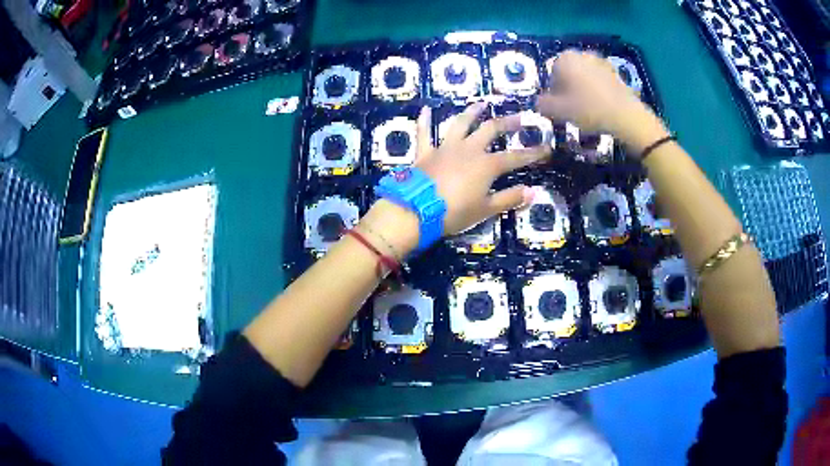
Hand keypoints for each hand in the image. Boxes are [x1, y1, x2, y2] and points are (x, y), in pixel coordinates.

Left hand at [416, 103, 549, 236]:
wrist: (416, 211)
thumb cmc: (454, 212)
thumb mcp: (486, 209)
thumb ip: (510, 198)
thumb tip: (534, 191)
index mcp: (486, 165)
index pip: (515, 157)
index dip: (532, 153)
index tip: (547, 148)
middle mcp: (468, 149)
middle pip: (490, 130)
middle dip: (507, 122)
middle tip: (519, 116)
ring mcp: (445, 148)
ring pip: (460, 124)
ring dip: (471, 112)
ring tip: (481, 104)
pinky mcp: (425, 152)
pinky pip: (424, 133)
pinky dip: (424, 121)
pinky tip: (426, 109)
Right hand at [536, 50, 668, 154]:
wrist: (626, 115)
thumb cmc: (589, 109)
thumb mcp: (559, 111)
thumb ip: (543, 105)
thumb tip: (539, 103)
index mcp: (564, 59)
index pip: (551, 75)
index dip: (554, 93)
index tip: (561, 107)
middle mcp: (581, 54)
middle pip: (569, 74)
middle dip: (569, 89)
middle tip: (573, 108)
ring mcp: (600, 61)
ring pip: (584, 77)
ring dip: (583, 89)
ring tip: (589, 108)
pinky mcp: (615, 71)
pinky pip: (599, 81)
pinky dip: (598, 90)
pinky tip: (602, 106)